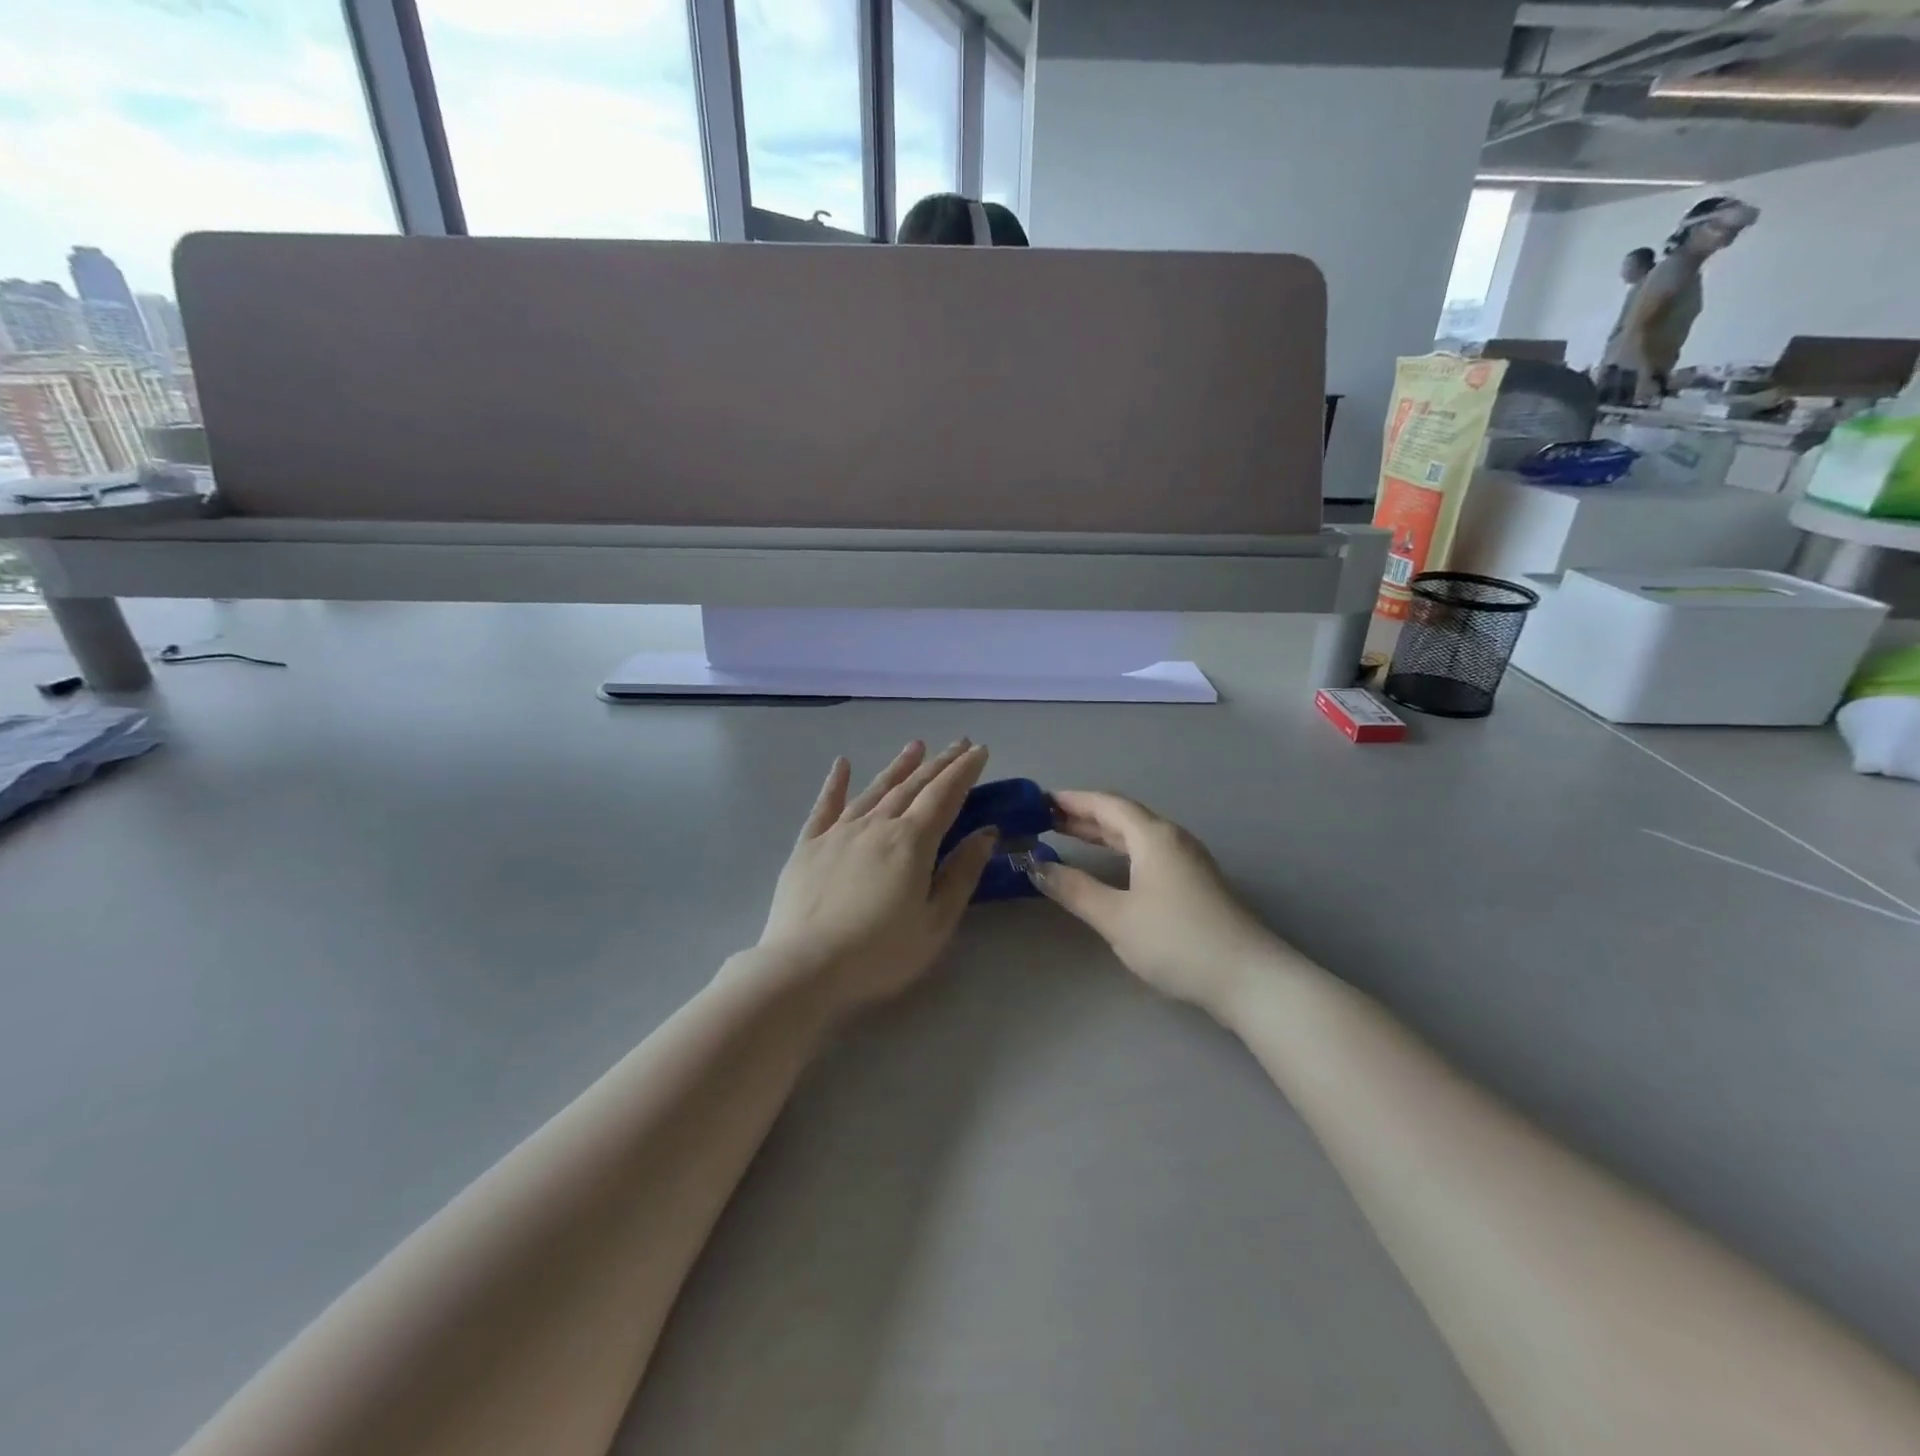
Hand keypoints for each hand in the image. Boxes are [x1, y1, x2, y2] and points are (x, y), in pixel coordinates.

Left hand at [755, 740, 996, 1013]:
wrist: (804, 967)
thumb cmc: (879, 952)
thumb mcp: (935, 922)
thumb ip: (961, 874)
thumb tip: (986, 833)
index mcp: (911, 842)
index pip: (945, 795)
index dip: (964, 771)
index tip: (979, 750)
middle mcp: (876, 825)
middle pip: (913, 786)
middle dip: (939, 763)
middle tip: (958, 743)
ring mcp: (838, 832)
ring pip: (875, 789)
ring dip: (898, 766)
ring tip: (915, 746)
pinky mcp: (808, 845)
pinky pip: (825, 806)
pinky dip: (835, 783)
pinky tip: (842, 763)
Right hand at [1030, 790, 1284, 1015]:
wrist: (1248, 978)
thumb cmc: (1177, 941)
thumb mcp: (1116, 917)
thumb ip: (1074, 889)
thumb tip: (1036, 866)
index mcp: (1154, 837)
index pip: (1106, 804)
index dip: (1072, 800)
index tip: (1038, 802)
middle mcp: (1172, 839)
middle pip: (1122, 817)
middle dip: (1083, 816)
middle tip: (1045, 820)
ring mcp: (1188, 861)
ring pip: (1136, 836)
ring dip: (1102, 834)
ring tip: (1068, 837)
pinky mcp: (1195, 883)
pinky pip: (1148, 853)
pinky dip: (1120, 851)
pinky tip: (1110, 867)